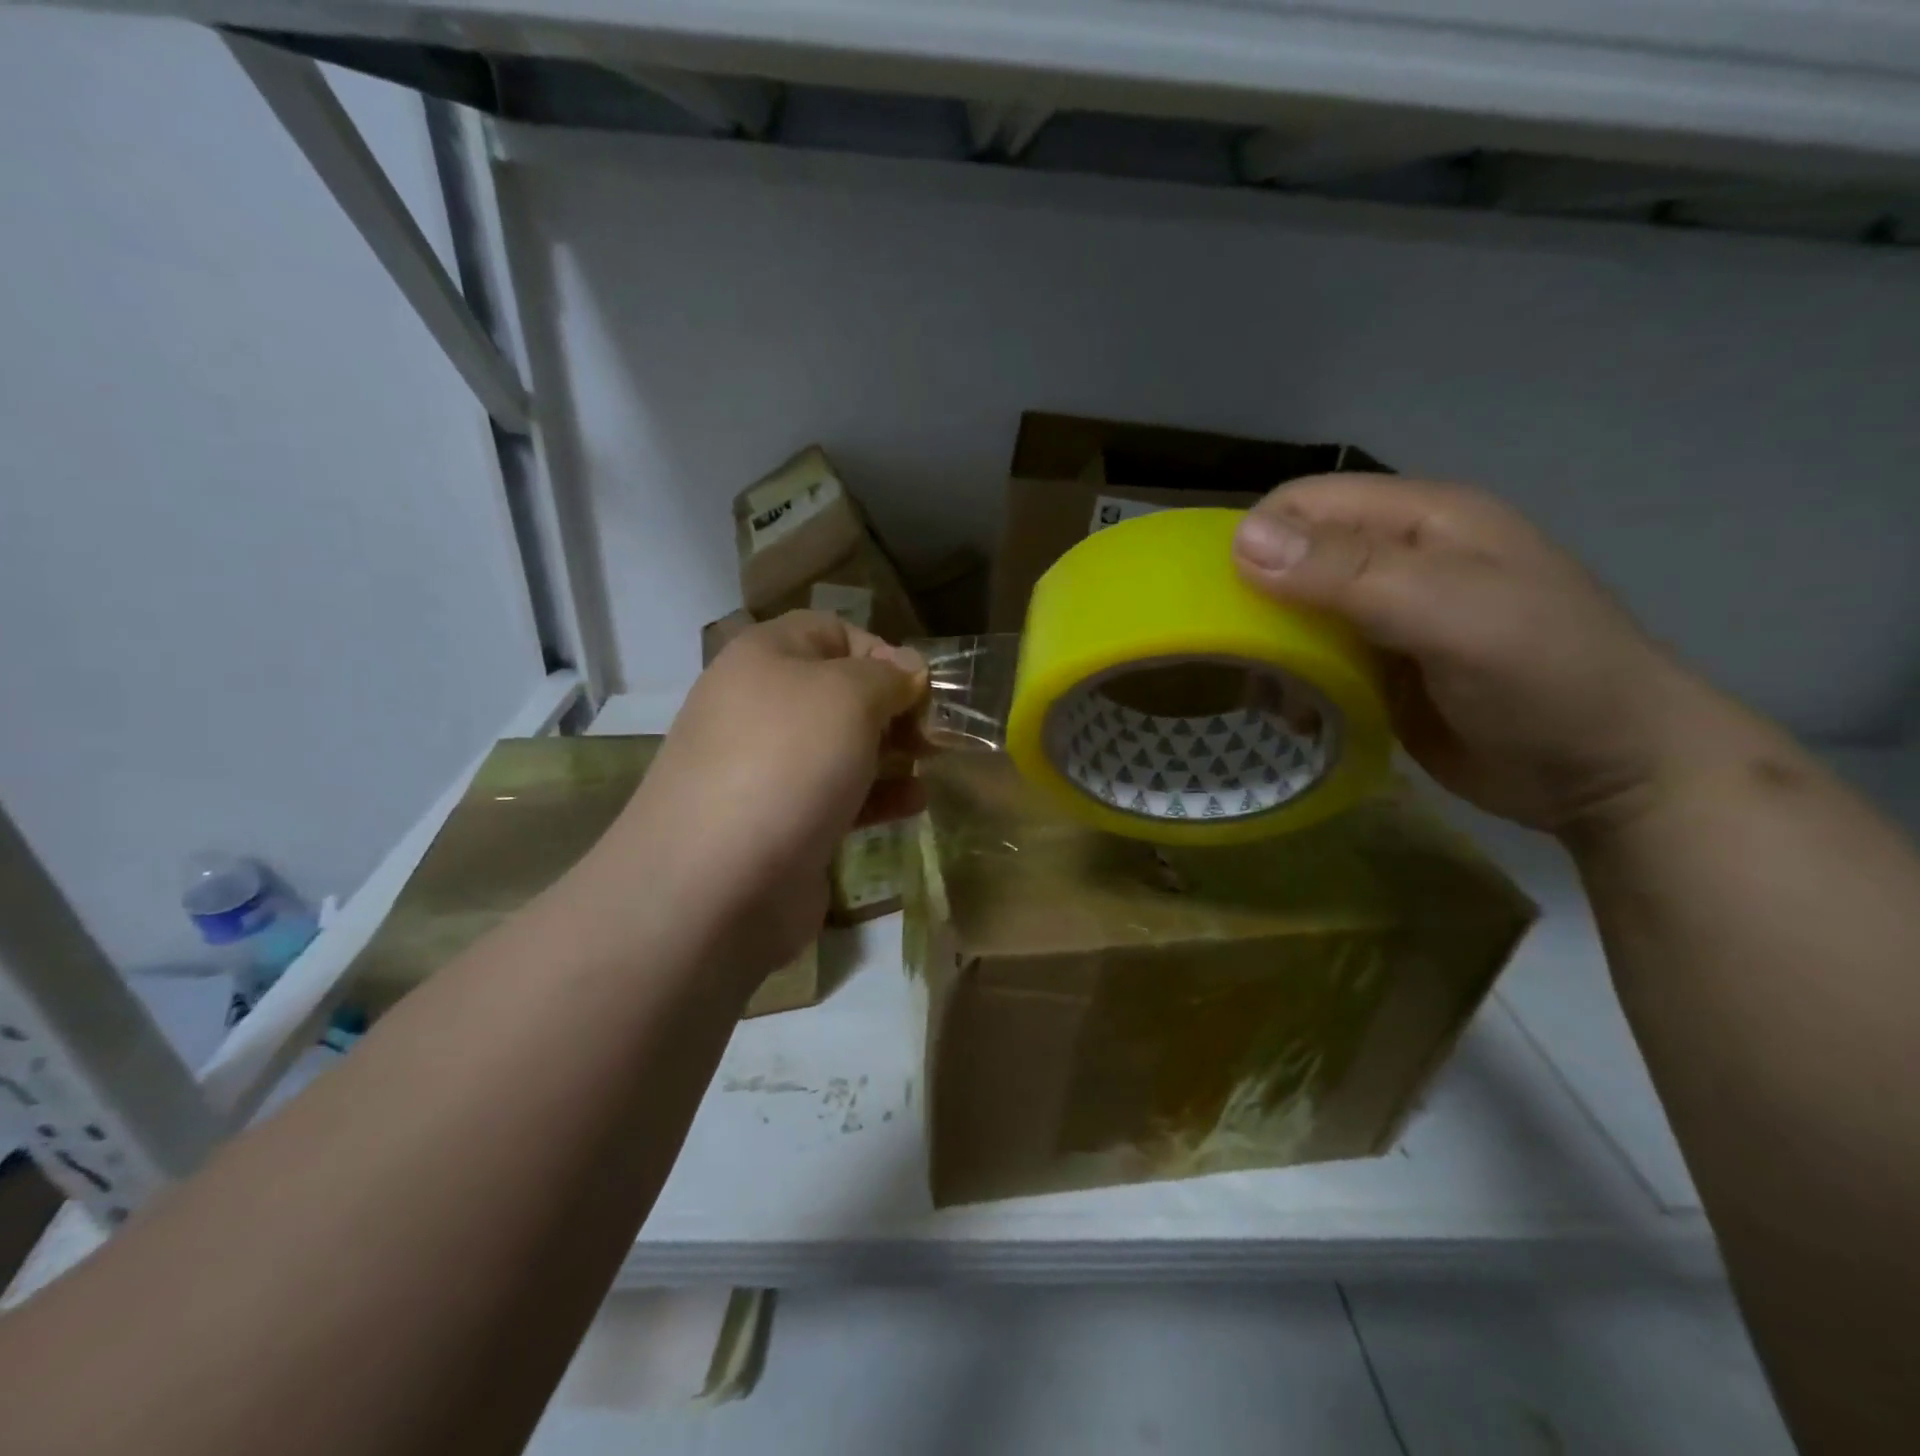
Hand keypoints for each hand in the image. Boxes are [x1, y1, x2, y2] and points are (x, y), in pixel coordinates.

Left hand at [615, 612, 927, 973]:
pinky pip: (836, 795)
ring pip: (841, 746)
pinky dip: (876, 794)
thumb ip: (888, 676)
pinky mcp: (780, 822)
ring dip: (891, 752)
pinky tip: (913, 803)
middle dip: (894, 707)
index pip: (832, 632)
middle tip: (933, 733)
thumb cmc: (789, 763)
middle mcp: (759, 706)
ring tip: (930, 765)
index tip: (921, 688)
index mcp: (764, 658)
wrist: (716, 883)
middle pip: (840, 692)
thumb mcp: (850, 696)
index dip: (882, 651)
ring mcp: (766, 769)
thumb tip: (907, 672)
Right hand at [1232, 474, 1712, 838]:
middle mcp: (1398, 560)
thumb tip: (1242, 541)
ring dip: (1270, 650)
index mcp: (1422, 520)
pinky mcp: (1380, 670)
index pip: (1306, 503)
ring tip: (1268, 694)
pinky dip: (1292, 683)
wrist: (1614, 777)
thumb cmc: (1547, 681)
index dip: (1256, 539)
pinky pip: (1313, 661)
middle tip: (1234, 655)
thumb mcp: (1453, 616)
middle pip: (1293, 557)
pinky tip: (1296, 715)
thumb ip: (1350, 575)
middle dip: (1253, 600)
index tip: (1222, 601)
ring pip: (1294, 613)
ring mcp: (1388, 619)